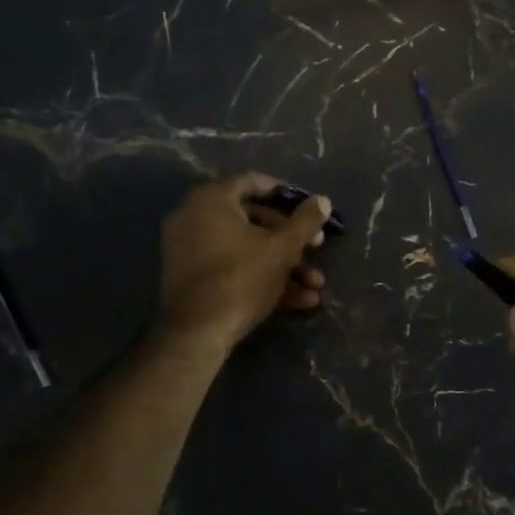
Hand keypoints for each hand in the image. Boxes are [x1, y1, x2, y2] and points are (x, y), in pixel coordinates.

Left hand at [157, 174, 332, 350]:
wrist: (197, 333)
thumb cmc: (242, 277)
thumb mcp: (282, 248)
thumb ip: (305, 221)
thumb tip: (323, 201)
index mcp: (211, 200)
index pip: (253, 182)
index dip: (286, 193)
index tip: (310, 208)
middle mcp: (195, 217)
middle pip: (253, 218)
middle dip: (291, 237)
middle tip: (318, 247)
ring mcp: (191, 249)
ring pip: (247, 248)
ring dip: (284, 265)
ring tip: (315, 285)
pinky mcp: (193, 278)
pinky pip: (232, 267)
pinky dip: (262, 278)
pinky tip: (298, 301)